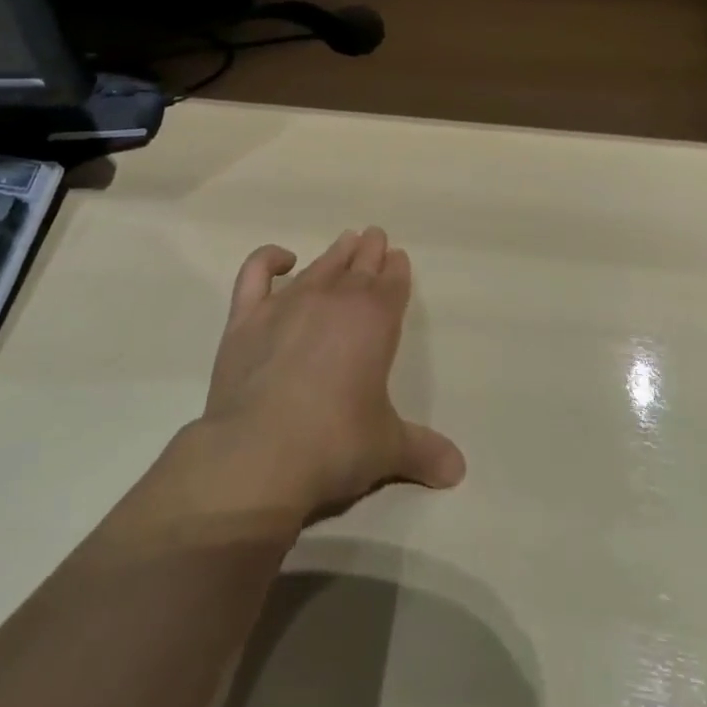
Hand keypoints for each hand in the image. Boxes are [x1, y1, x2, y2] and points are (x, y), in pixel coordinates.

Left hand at [199, 228, 464, 522]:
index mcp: (375, 320)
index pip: (392, 282)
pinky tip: (281, 259)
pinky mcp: (247, 316)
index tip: (398, 257)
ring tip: (345, 241)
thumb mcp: (387, 448)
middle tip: (375, 236)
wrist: (259, 452)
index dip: (396, 269)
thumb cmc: (335, 445)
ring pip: (319, 265)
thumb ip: (422, 450)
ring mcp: (288, 302)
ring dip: (336, 252)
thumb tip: (458, 470)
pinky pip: (256, 272)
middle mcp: (335, 299)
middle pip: (359, 264)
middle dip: (370, 250)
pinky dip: (268, 259)